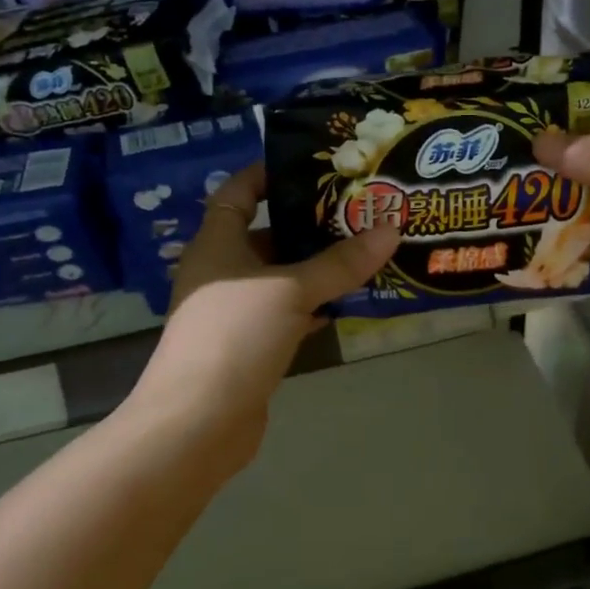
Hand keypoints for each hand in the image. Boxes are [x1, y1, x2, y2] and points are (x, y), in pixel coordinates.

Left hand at [132, 163, 398, 470]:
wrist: (198, 423)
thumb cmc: (235, 335)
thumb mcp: (291, 290)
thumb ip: (341, 262)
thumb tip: (391, 228)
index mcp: (217, 243)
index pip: (238, 192)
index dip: (268, 174)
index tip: (314, 165)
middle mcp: (223, 271)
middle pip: (268, 234)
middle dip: (311, 223)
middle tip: (360, 209)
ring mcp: (236, 311)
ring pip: (282, 276)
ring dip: (319, 266)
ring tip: (367, 249)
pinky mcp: (251, 344)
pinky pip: (288, 311)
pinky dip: (315, 304)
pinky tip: (349, 301)